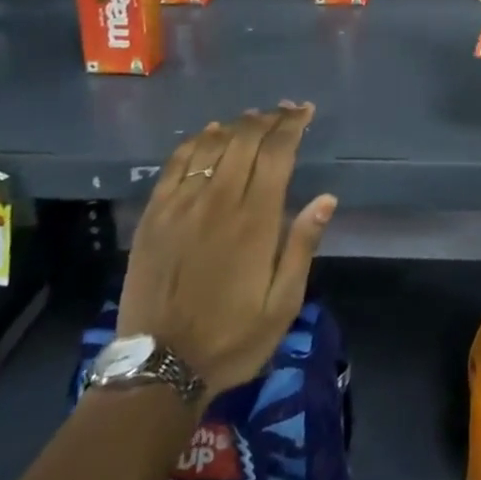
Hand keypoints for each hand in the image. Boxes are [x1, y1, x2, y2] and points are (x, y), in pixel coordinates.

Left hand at [119, 103, 335, 399]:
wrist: (159, 368)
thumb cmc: (232, 337)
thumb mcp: (283, 304)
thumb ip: (302, 246)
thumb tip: (326, 198)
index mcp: (255, 220)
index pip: (277, 153)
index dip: (292, 125)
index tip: (305, 111)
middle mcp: (219, 201)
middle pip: (245, 140)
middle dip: (268, 119)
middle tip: (284, 111)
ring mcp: (182, 205)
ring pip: (212, 145)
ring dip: (236, 125)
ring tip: (252, 119)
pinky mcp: (154, 215)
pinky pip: (176, 163)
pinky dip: (196, 141)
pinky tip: (208, 135)